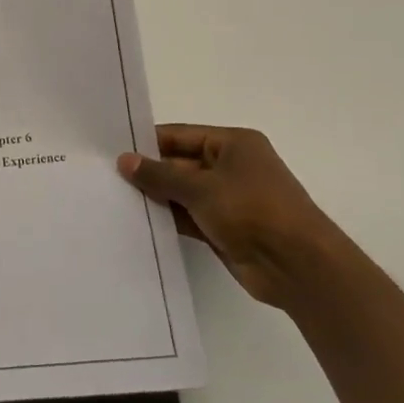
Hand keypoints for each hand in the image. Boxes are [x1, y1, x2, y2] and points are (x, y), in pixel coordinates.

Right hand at [118, 125, 343, 309]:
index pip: (181, 136)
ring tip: (113, 198)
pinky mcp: (225, 228)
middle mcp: (232, 167)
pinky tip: (138, 222)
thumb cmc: (253, 211)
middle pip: (180, 164)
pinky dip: (168, 219)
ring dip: (156, 197)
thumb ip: (159, 175)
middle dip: (148, 172)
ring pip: (182, 192)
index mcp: (234, 144)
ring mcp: (229, 199)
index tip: (112, 150)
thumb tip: (124, 160)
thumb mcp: (201, 188)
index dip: (148, 142)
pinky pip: (189, 217)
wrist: (298, 266)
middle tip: (106, 177)